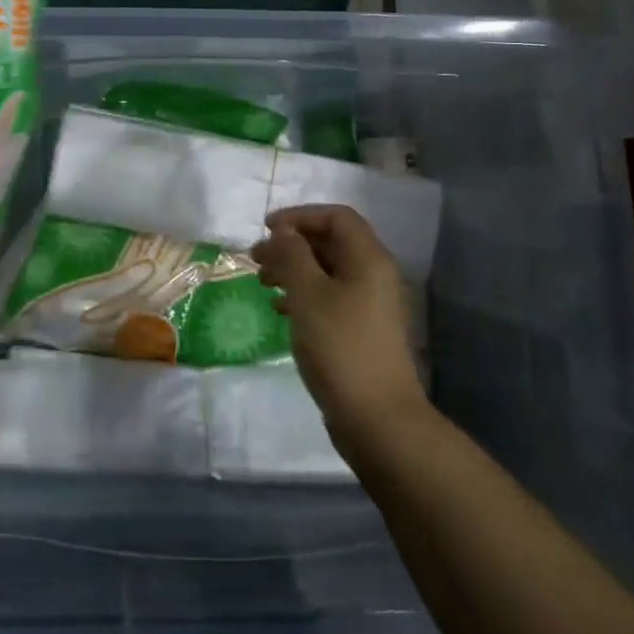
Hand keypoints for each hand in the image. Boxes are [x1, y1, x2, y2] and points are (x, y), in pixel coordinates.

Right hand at [253, 205, 428, 451]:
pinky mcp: (360, 330)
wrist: (377, 417)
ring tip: (262, 282)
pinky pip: (329, 297)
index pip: (336, 216)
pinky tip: (279, 309)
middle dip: (292, 244)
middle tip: (256, 257)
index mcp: (368, 259)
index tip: (266, 229)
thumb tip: (283, 232)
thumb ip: (292, 255)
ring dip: (294, 269)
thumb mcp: (308, 294)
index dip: (300, 216)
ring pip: (327, 271)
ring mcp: (369, 305)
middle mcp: (373, 275)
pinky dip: (303, 294)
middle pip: (331, 242)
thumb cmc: (340, 346)